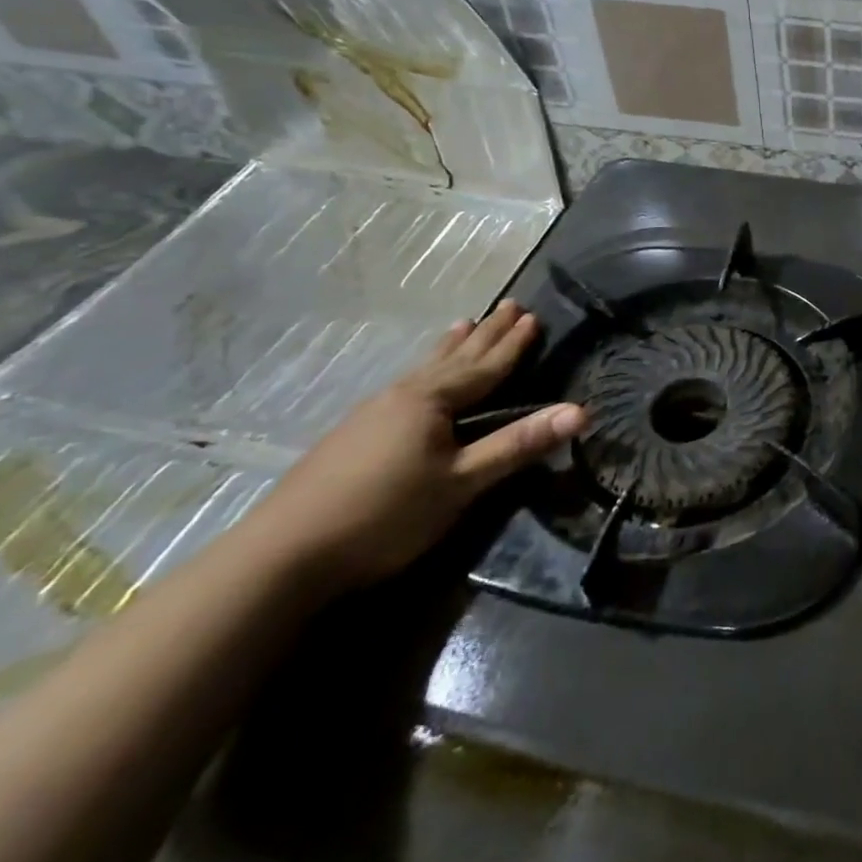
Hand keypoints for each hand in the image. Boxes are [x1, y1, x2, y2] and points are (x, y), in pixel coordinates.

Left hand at [245, 300, 585, 594]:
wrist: (281, 556)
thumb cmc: (385, 514)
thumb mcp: (462, 483)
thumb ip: (518, 445)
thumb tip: (580, 411)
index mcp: (431, 401)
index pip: (485, 366)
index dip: (512, 344)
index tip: (533, 316)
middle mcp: (402, 396)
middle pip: (454, 358)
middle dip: (485, 334)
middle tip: (507, 304)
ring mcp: (371, 414)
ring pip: (424, 369)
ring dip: (450, 347)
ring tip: (463, 324)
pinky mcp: (350, 437)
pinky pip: (405, 386)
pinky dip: (425, 370)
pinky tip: (416, 380)